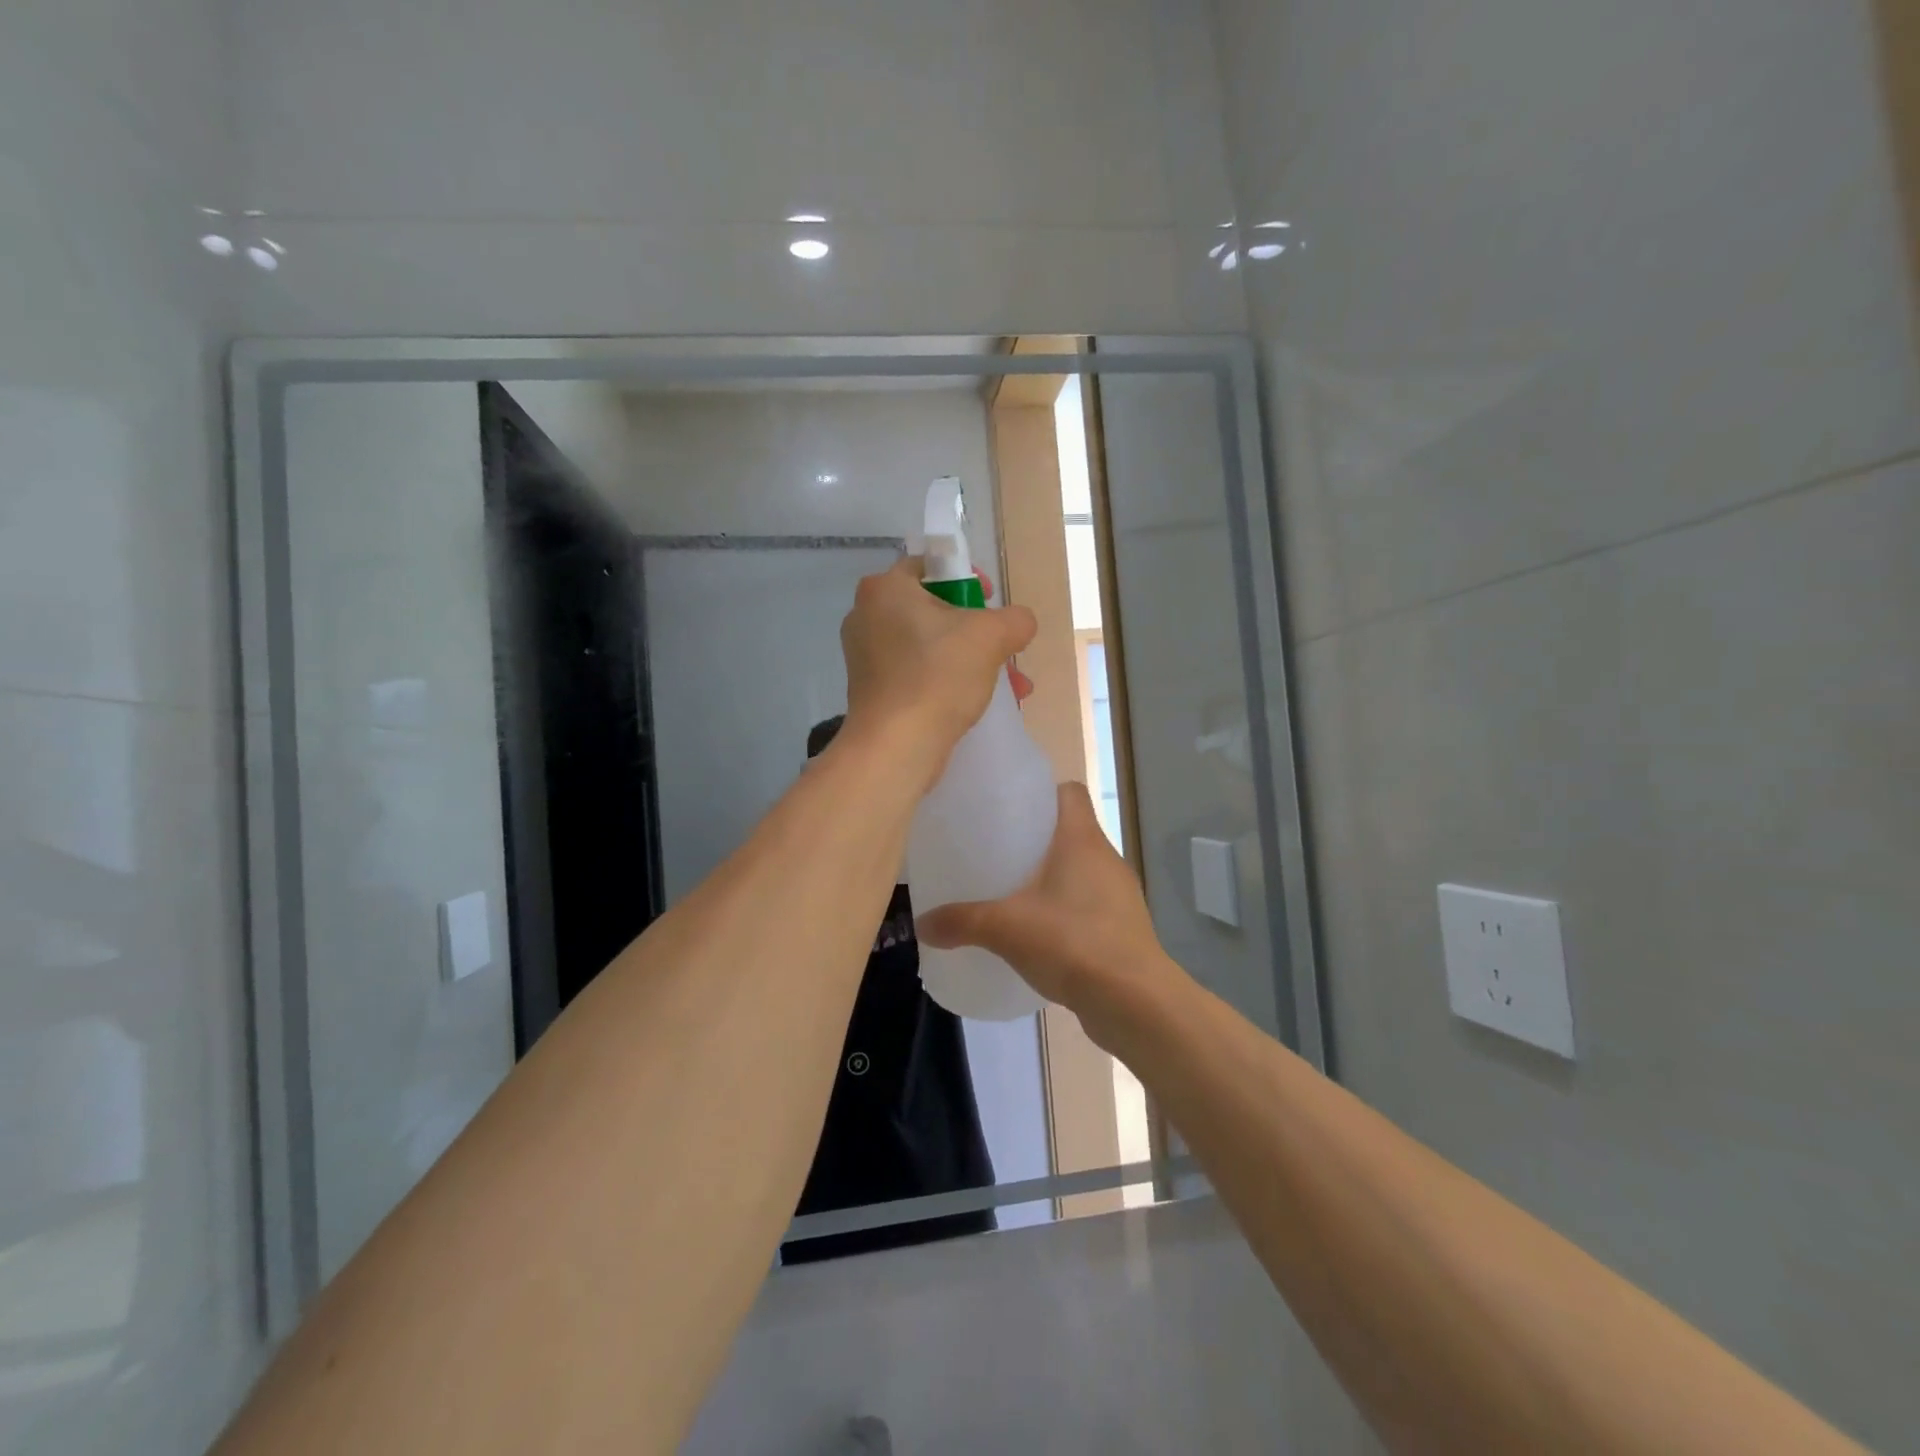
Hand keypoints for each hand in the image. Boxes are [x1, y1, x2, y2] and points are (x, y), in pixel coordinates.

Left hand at [840, 556, 1035, 774]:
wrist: (896, 746)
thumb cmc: (938, 676)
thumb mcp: (991, 636)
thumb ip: (1015, 619)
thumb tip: (1019, 623)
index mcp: (884, 589)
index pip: (930, 566)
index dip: (967, 579)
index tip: (990, 604)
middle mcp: (866, 617)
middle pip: (933, 609)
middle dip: (977, 631)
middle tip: (1003, 649)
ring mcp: (865, 657)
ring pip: (930, 647)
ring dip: (970, 661)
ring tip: (1009, 685)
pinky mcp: (873, 691)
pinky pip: (918, 675)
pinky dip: (947, 682)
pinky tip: (979, 703)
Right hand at [916, 783, 1167, 1027]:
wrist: (1135, 1002)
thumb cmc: (1073, 942)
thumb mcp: (1006, 928)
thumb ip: (961, 922)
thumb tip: (922, 924)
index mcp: (1082, 839)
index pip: (1070, 792)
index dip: (1042, 792)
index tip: (1009, 807)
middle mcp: (1106, 858)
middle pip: (1070, 830)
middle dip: (1036, 838)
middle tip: (998, 851)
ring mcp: (1119, 895)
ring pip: (1080, 870)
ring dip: (1052, 877)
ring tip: (1013, 893)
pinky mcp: (1123, 928)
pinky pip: (1088, 905)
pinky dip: (1065, 910)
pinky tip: (1039, 933)